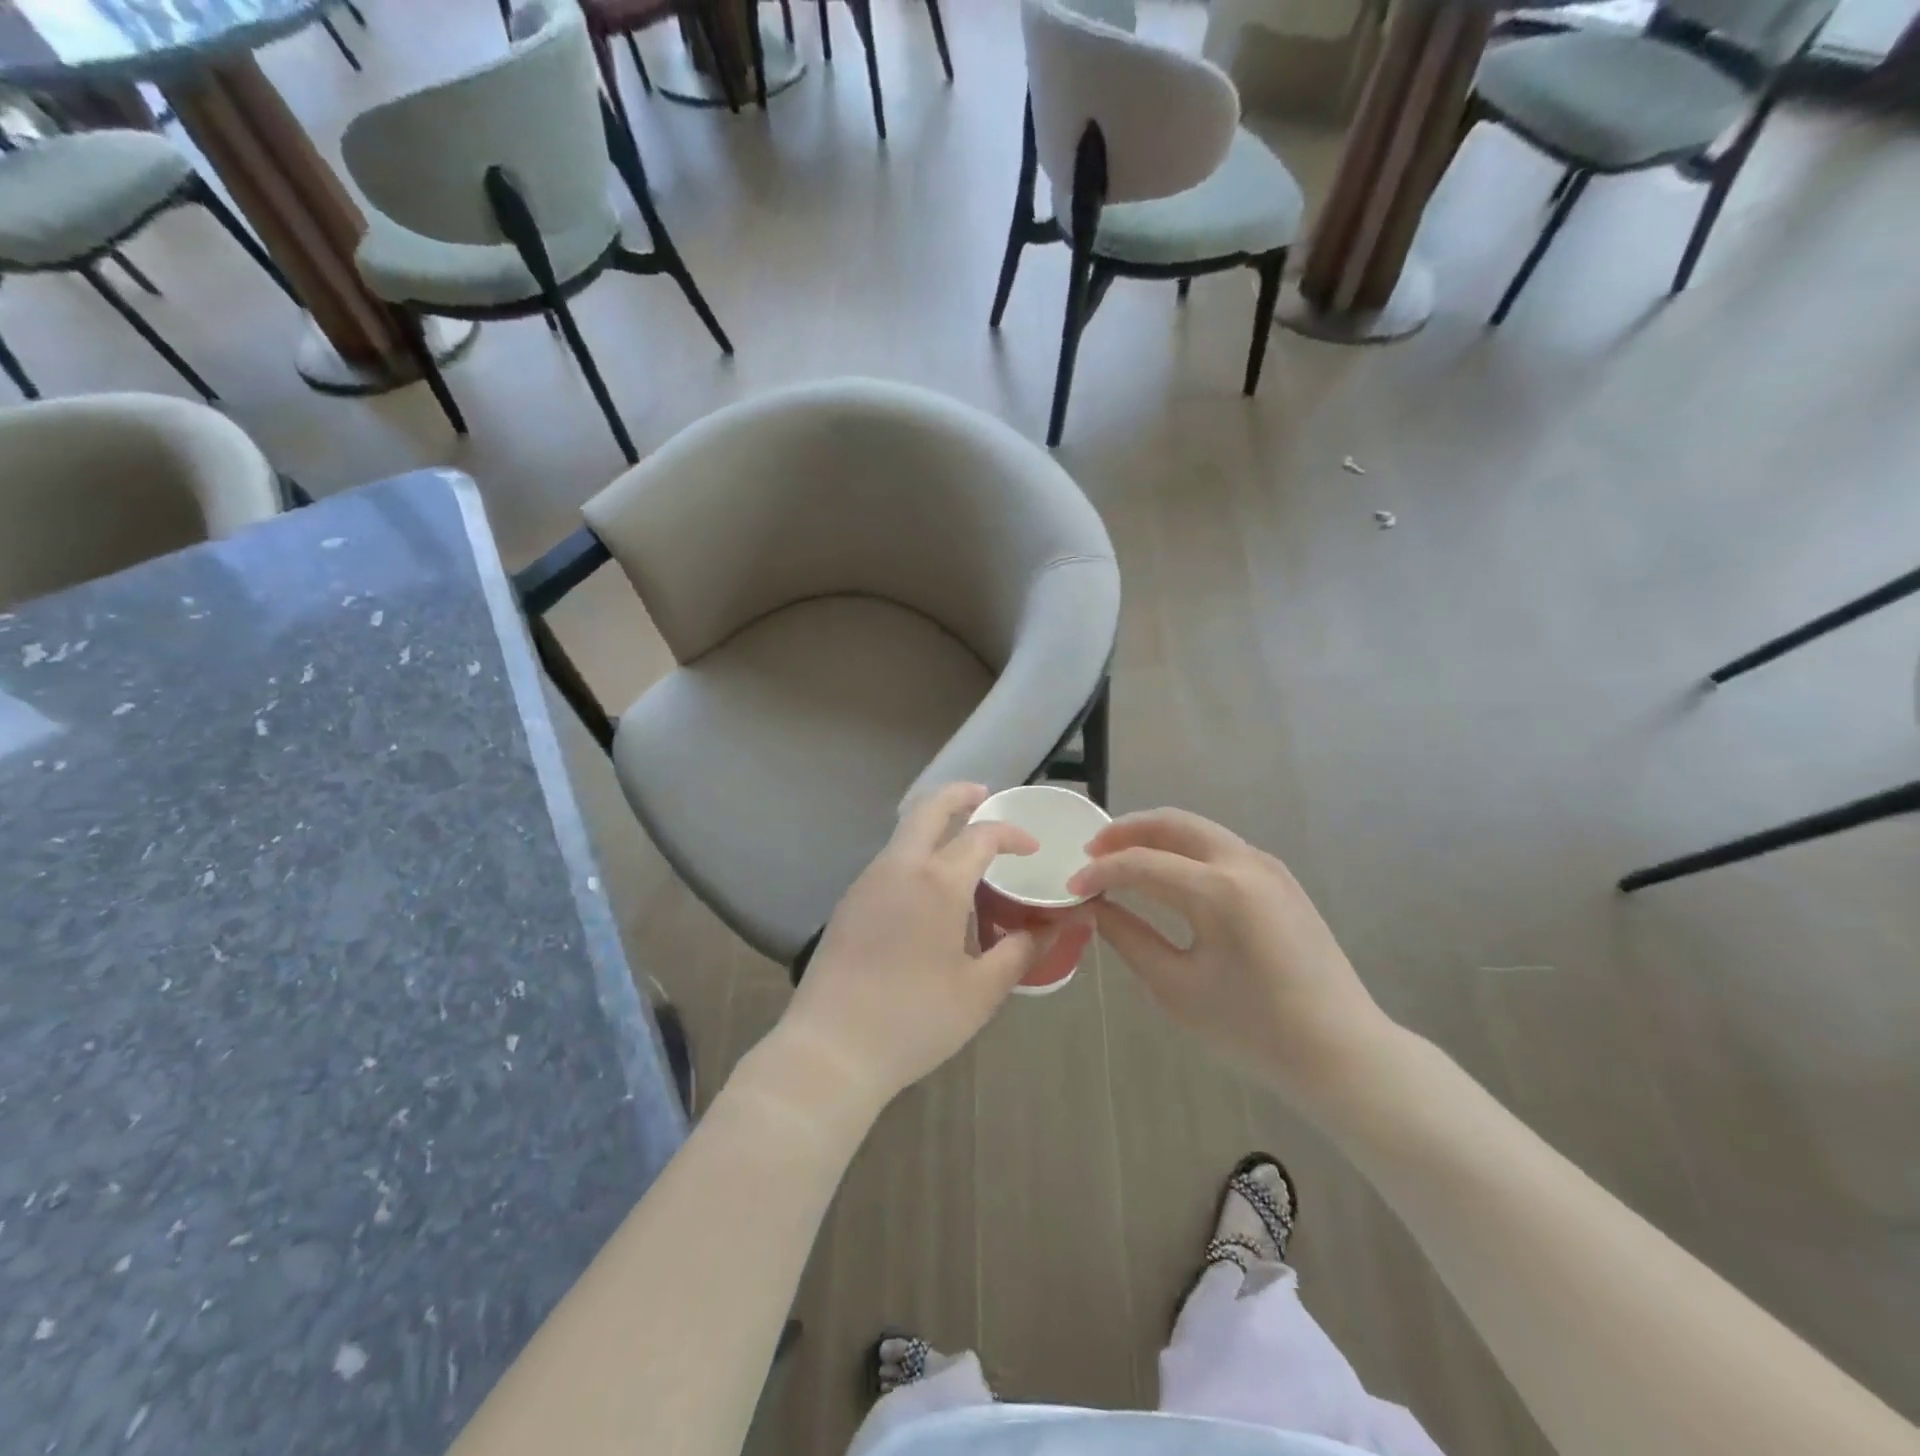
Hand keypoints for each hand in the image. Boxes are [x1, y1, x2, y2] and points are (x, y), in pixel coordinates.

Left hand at [773, 783, 1089, 1113]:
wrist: (831, 1049)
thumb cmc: (915, 1020)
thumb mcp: (980, 991)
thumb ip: (1019, 951)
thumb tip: (1050, 927)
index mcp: (937, 882)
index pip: (981, 835)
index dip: (1012, 834)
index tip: (1032, 848)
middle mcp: (899, 867)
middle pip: (928, 808)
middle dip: (959, 794)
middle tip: (985, 795)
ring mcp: (867, 882)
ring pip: (904, 832)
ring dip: (934, 824)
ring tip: (962, 844)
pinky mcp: (849, 902)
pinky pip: (890, 860)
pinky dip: (916, 852)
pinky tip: (929, 888)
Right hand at [1069, 809, 1396, 1106]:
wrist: (1341, 1052)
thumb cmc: (1252, 1028)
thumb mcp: (1175, 986)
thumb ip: (1127, 937)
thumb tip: (1093, 907)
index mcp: (1218, 891)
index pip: (1140, 863)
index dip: (1099, 873)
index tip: (1070, 889)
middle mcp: (1244, 862)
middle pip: (1171, 823)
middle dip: (1124, 832)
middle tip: (1090, 854)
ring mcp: (1267, 865)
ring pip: (1197, 829)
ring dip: (1154, 836)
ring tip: (1120, 860)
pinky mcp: (1279, 878)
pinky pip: (1219, 846)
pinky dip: (1183, 849)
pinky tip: (1165, 875)